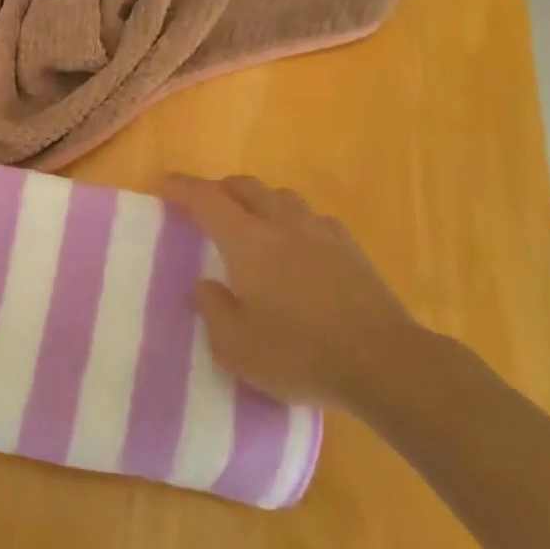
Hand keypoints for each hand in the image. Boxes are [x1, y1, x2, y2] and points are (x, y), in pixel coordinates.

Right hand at [160, 175, 423, 409]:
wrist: (386, 364)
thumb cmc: (300, 355)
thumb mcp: (236, 347)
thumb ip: (214, 310)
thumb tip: (207, 285)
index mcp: (248, 242)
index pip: (206, 199)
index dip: (181, 187)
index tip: (163, 184)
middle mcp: (282, 225)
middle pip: (246, 186)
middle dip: (220, 188)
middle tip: (206, 206)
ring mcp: (322, 233)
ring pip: (282, 197)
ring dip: (259, 200)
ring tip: (252, 222)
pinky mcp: (352, 250)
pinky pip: (314, 219)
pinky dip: (294, 221)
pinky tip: (298, 245)